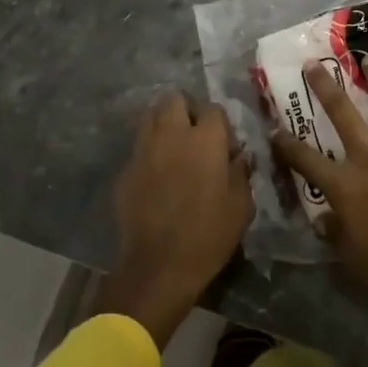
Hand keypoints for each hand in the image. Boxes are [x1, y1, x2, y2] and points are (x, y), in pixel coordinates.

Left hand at [97, 91, 252, 348]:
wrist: (158, 266)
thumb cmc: (208, 235)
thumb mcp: (241, 206)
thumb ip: (241, 172)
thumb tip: (239, 155)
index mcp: (205, 139)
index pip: (213, 109)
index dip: (221, 124)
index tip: (225, 147)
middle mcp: (172, 134)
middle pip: (175, 99)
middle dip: (186, 110)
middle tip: (195, 135)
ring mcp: (144, 149)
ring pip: (151, 115)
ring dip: (164, 123)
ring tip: (174, 147)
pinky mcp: (126, 169)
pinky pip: (139, 147)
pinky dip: (149, 151)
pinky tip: (156, 174)